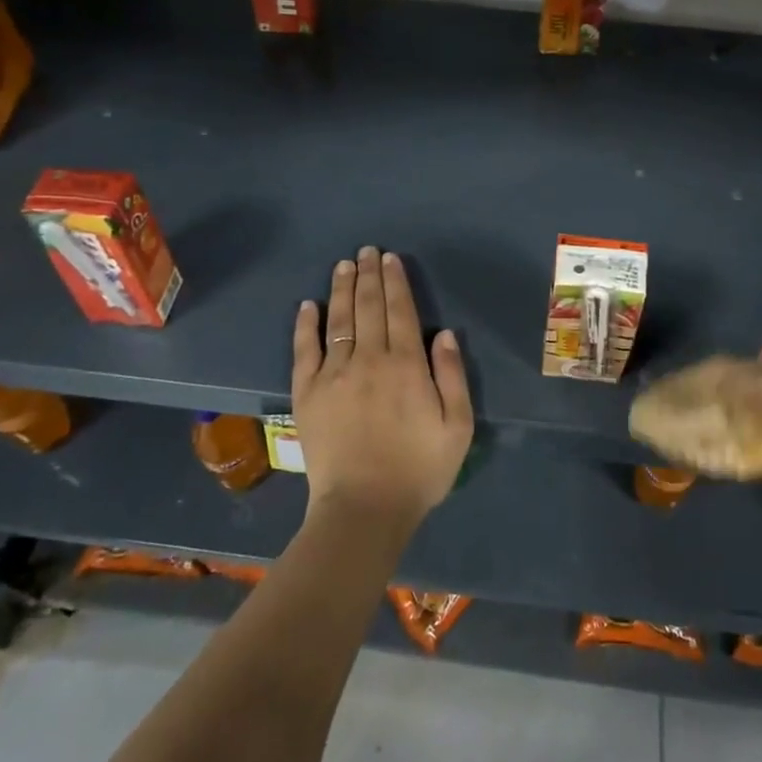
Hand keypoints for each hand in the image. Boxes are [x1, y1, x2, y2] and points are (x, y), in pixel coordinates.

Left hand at [292, 247, 473, 536]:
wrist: (364, 509)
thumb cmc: (418, 469)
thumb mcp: (457, 426)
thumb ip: (452, 376)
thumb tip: (443, 333)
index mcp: (406, 365)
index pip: (400, 311)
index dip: (396, 282)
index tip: (391, 259)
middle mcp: (369, 360)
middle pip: (368, 307)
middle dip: (369, 275)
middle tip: (367, 251)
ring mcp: (334, 375)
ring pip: (338, 320)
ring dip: (341, 289)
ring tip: (344, 264)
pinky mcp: (307, 393)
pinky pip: (304, 350)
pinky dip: (305, 325)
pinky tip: (307, 305)